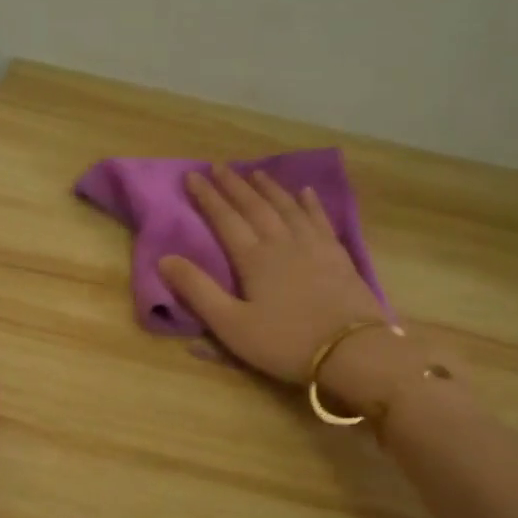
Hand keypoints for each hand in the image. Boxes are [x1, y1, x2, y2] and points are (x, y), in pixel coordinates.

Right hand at [158, 165, 388, 382]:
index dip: (207, 197)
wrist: (352, 350)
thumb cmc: (285, 342)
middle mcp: (282, 242)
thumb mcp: (231, 325)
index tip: (192, 175)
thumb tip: (165, 259)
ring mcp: (314, 246)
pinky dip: (310, 204)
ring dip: (269, 189)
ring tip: (255, 172)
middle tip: (219, 166)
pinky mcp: (338, 256)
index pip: (225, 219)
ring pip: (287, 207)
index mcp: (254, 258)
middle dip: (234, 185)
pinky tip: (305, 193)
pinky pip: (320, 220)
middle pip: (255, 206)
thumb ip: (198, 291)